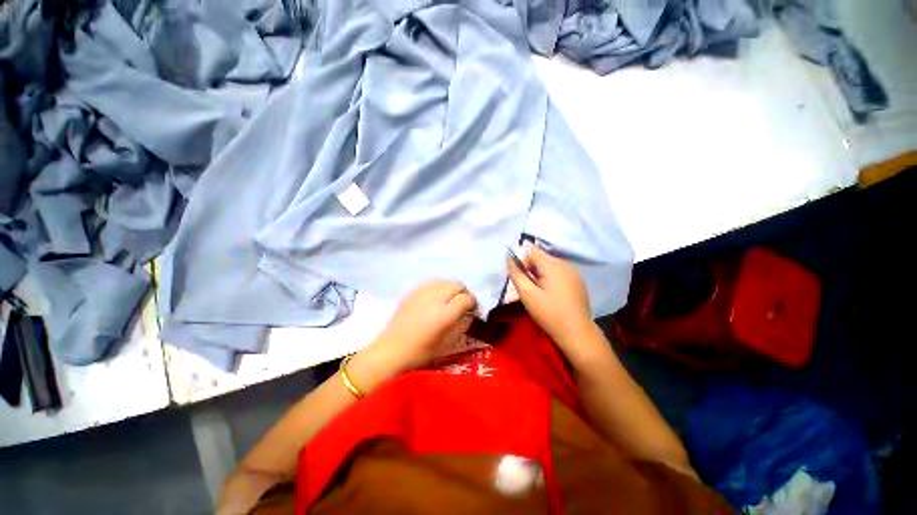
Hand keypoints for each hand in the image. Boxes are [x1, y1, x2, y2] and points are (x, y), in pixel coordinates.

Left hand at [358, 279, 477, 377]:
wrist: (390, 350)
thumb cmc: (420, 352)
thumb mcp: (447, 344)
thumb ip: (462, 326)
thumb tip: (469, 314)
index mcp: (444, 315)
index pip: (466, 298)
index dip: (473, 302)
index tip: (472, 309)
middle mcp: (434, 299)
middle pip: (457, 285)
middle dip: (464, 292)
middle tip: (462, 304)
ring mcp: (422, 293)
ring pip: (444, 281)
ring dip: (451, 288)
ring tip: (449, 299)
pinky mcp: (412, 292)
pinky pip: (431, 282)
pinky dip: (439, 287)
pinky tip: (436, 298)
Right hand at [508, 247, 594, 345]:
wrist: (577, 333)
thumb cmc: (549, 313)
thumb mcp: (527, 294)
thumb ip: (516, 274)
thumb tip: (510, 259)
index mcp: (552, 265)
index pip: (531, 251)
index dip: (522, 262)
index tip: (522, 279)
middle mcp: (565, 264)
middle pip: (541, 258)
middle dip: (531, 270)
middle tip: (530, 289)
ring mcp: (574, 273)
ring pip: (550, 266)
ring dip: (541, 275)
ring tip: (540, 294)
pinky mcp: (578, 282)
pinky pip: (560, 273)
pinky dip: (552, 280)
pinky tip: (552, 296)